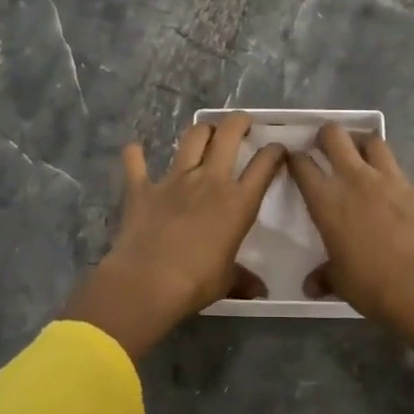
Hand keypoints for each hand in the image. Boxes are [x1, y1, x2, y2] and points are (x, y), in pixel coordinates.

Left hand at [63, 114, 285, 356]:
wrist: (148, 281)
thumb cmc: (196, 283)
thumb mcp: (227, 282)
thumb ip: (243, 279)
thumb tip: (260, 292)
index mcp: (238, 202)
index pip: (264, 165)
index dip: (274, 152)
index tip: (277, 150)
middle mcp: (209, 181)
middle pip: (228, 135)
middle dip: (238, 122)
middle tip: (242, 123)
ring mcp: (174, 180)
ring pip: (191, 138)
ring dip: (201, 130)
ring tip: (205, 131)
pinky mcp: (142, 187)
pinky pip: (136, 163)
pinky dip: (135, 154)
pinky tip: (135, 149)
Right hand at [287, 125, 413, 324]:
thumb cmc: (369, 284)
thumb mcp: (338, 281)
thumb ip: (324, 276)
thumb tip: (310, 287)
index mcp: (327, 200)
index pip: (303, 166)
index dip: (295, 159)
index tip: (295, 160)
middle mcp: (356, 179)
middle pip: (336, 137)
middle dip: (328, 134)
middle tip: (327, 144)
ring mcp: (393, 180)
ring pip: (377, 143)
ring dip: (369, 144)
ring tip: (367, 152)